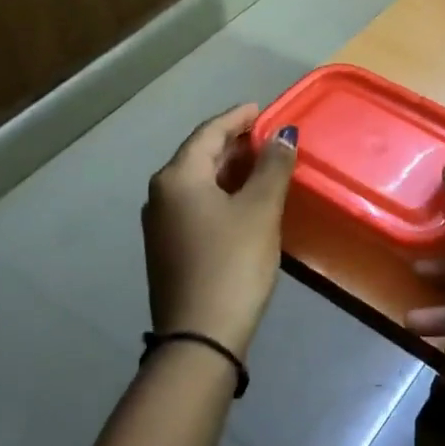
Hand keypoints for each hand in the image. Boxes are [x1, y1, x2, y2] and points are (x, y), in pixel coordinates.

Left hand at [141, 104, 297, 357]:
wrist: (199, 337)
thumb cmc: (232, 262)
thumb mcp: (260, 210)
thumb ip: (272, 166)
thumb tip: (283, 134)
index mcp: (178, 177)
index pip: (209, 132)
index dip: (237, 117)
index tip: (262, 109)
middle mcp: (161, 194)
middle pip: (200, 155)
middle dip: (234, 143)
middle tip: (267, 137)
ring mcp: (161, 224)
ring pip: (198, 182)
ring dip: (228, 169)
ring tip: (261, 165)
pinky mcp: (168, 248)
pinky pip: (196, 204)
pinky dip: (221, 193)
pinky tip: (243, 201)